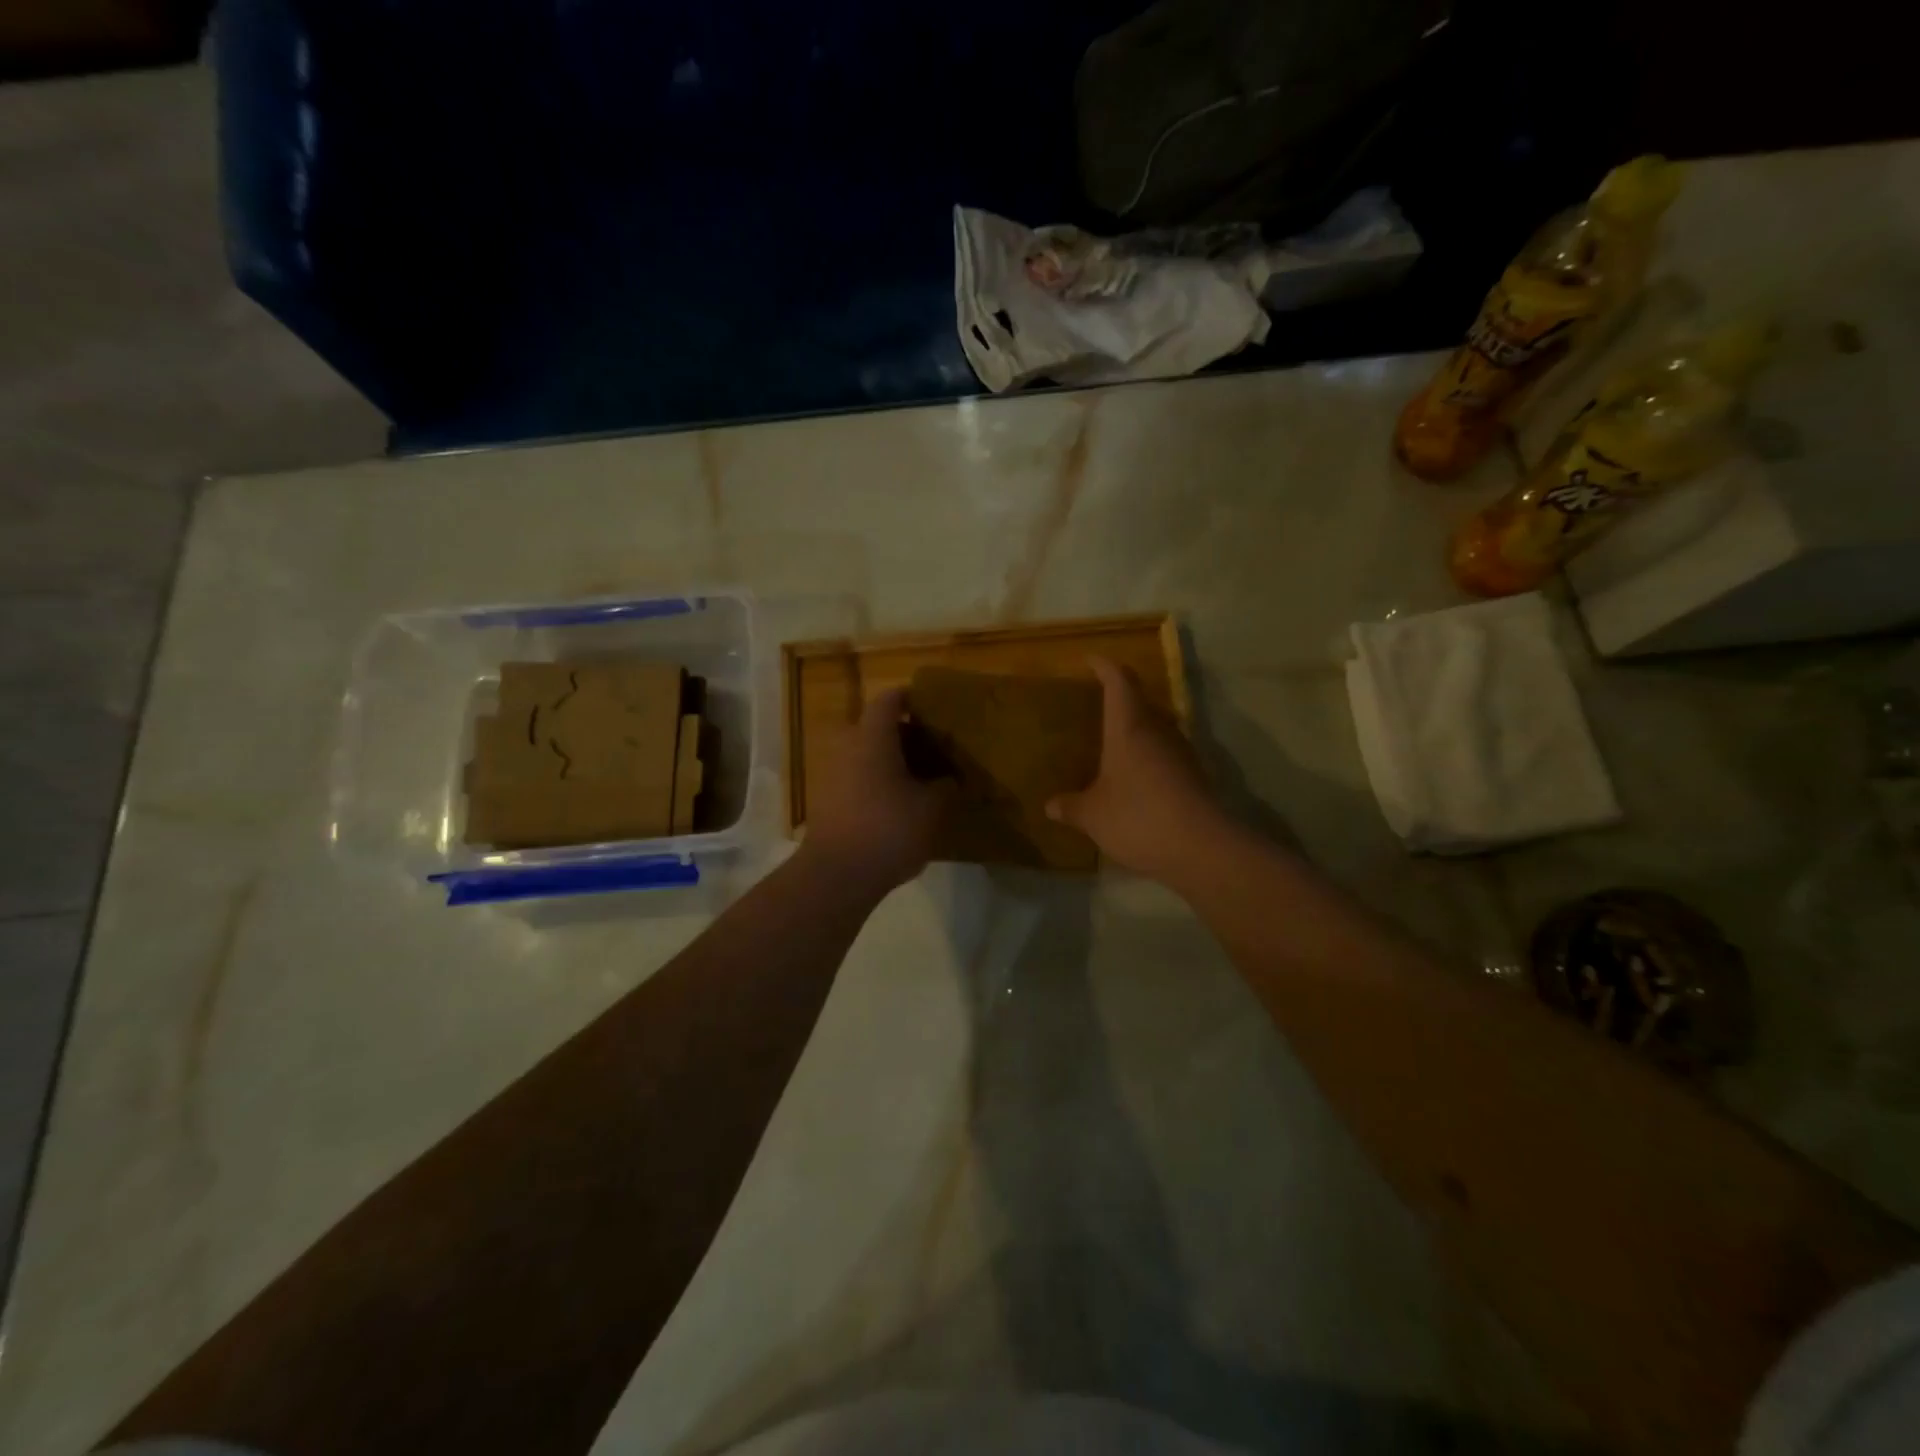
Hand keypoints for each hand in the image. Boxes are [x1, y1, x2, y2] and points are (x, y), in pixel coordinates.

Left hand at [804, 688, 953, 893]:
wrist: (836, 875)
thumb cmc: (888, 830)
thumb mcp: (931, 808)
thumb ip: (944, 786)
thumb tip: (949, 778)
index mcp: (872, 736)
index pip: (891, 698)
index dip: (913, 699)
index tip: (935, 711)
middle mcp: (846, 745)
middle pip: (878, 726)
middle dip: (907, 735)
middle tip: (935, 751)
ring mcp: (830, 771)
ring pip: (866, 753)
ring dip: (890, 761)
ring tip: (920, 780)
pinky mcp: (825, 798)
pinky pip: (856, 776)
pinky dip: (876, 781)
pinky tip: (898, 804)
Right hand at [1046, 657, 1226, 884]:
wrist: (1203, 848)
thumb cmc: (1139, 817)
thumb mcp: (1093, 816)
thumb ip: (1071, 807)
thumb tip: (1050, 805)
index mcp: (1129, 727)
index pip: (1119, 681)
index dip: (1104, 666)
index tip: (1091, 660)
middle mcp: (1158, 731)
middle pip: (1141, 702)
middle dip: (1120, 699)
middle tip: (1096, 706)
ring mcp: (1181, 753)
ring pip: (1156, 729)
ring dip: (1136, 731)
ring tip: (1112, 744)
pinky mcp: (1195, 777)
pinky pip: (1165, 755)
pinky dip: (1148, 758)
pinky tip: (1134, 780)